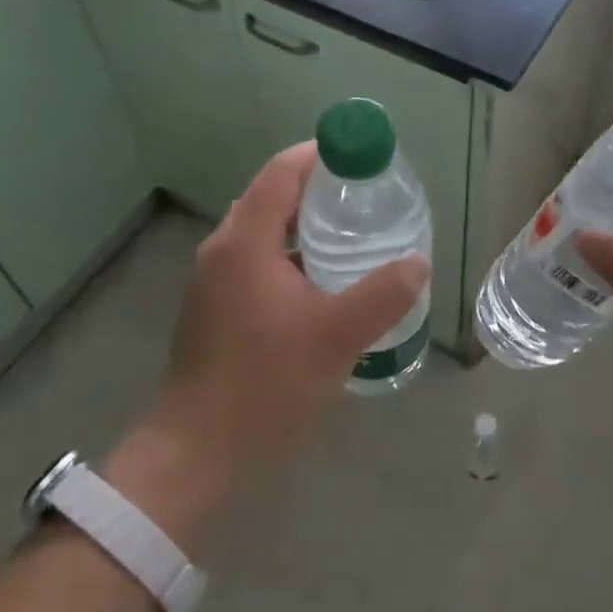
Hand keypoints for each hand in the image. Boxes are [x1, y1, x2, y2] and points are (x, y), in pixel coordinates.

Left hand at [107, 144, 427, 540]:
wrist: (195, 456)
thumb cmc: (264, 385)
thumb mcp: (337, 337)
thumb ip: (383, 294)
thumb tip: (417, 262)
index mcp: (246, 241)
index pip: (283, 171)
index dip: (321, 154)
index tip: (363, 159)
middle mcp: (223, 249)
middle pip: (273, 196)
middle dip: (319, 189)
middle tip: (367, 199)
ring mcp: (213, 280)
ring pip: (264, 230)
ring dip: (304, 225)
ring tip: (352, 237)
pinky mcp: (214, 308)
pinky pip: (256, 259)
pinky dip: (289, 254)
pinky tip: (322, 284)